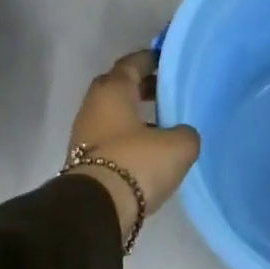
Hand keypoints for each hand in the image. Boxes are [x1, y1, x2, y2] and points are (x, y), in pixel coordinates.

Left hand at [66, 50, 201, 243]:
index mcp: (113, 91)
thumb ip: (185, 133)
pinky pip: (110, 138)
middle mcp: (94, 106)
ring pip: (113, 114)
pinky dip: (128, 137)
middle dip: (142, 87)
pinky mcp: (83, 160)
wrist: (97, 209)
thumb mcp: (178, 146)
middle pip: (118, 87)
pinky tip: (149, 149)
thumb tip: (180, 134)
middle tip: (167, 92)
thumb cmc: (136, 163)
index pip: (131, 64)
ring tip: (163, 124)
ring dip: (135, 115)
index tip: (167, 60)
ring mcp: (85, 134)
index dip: (150, 59)